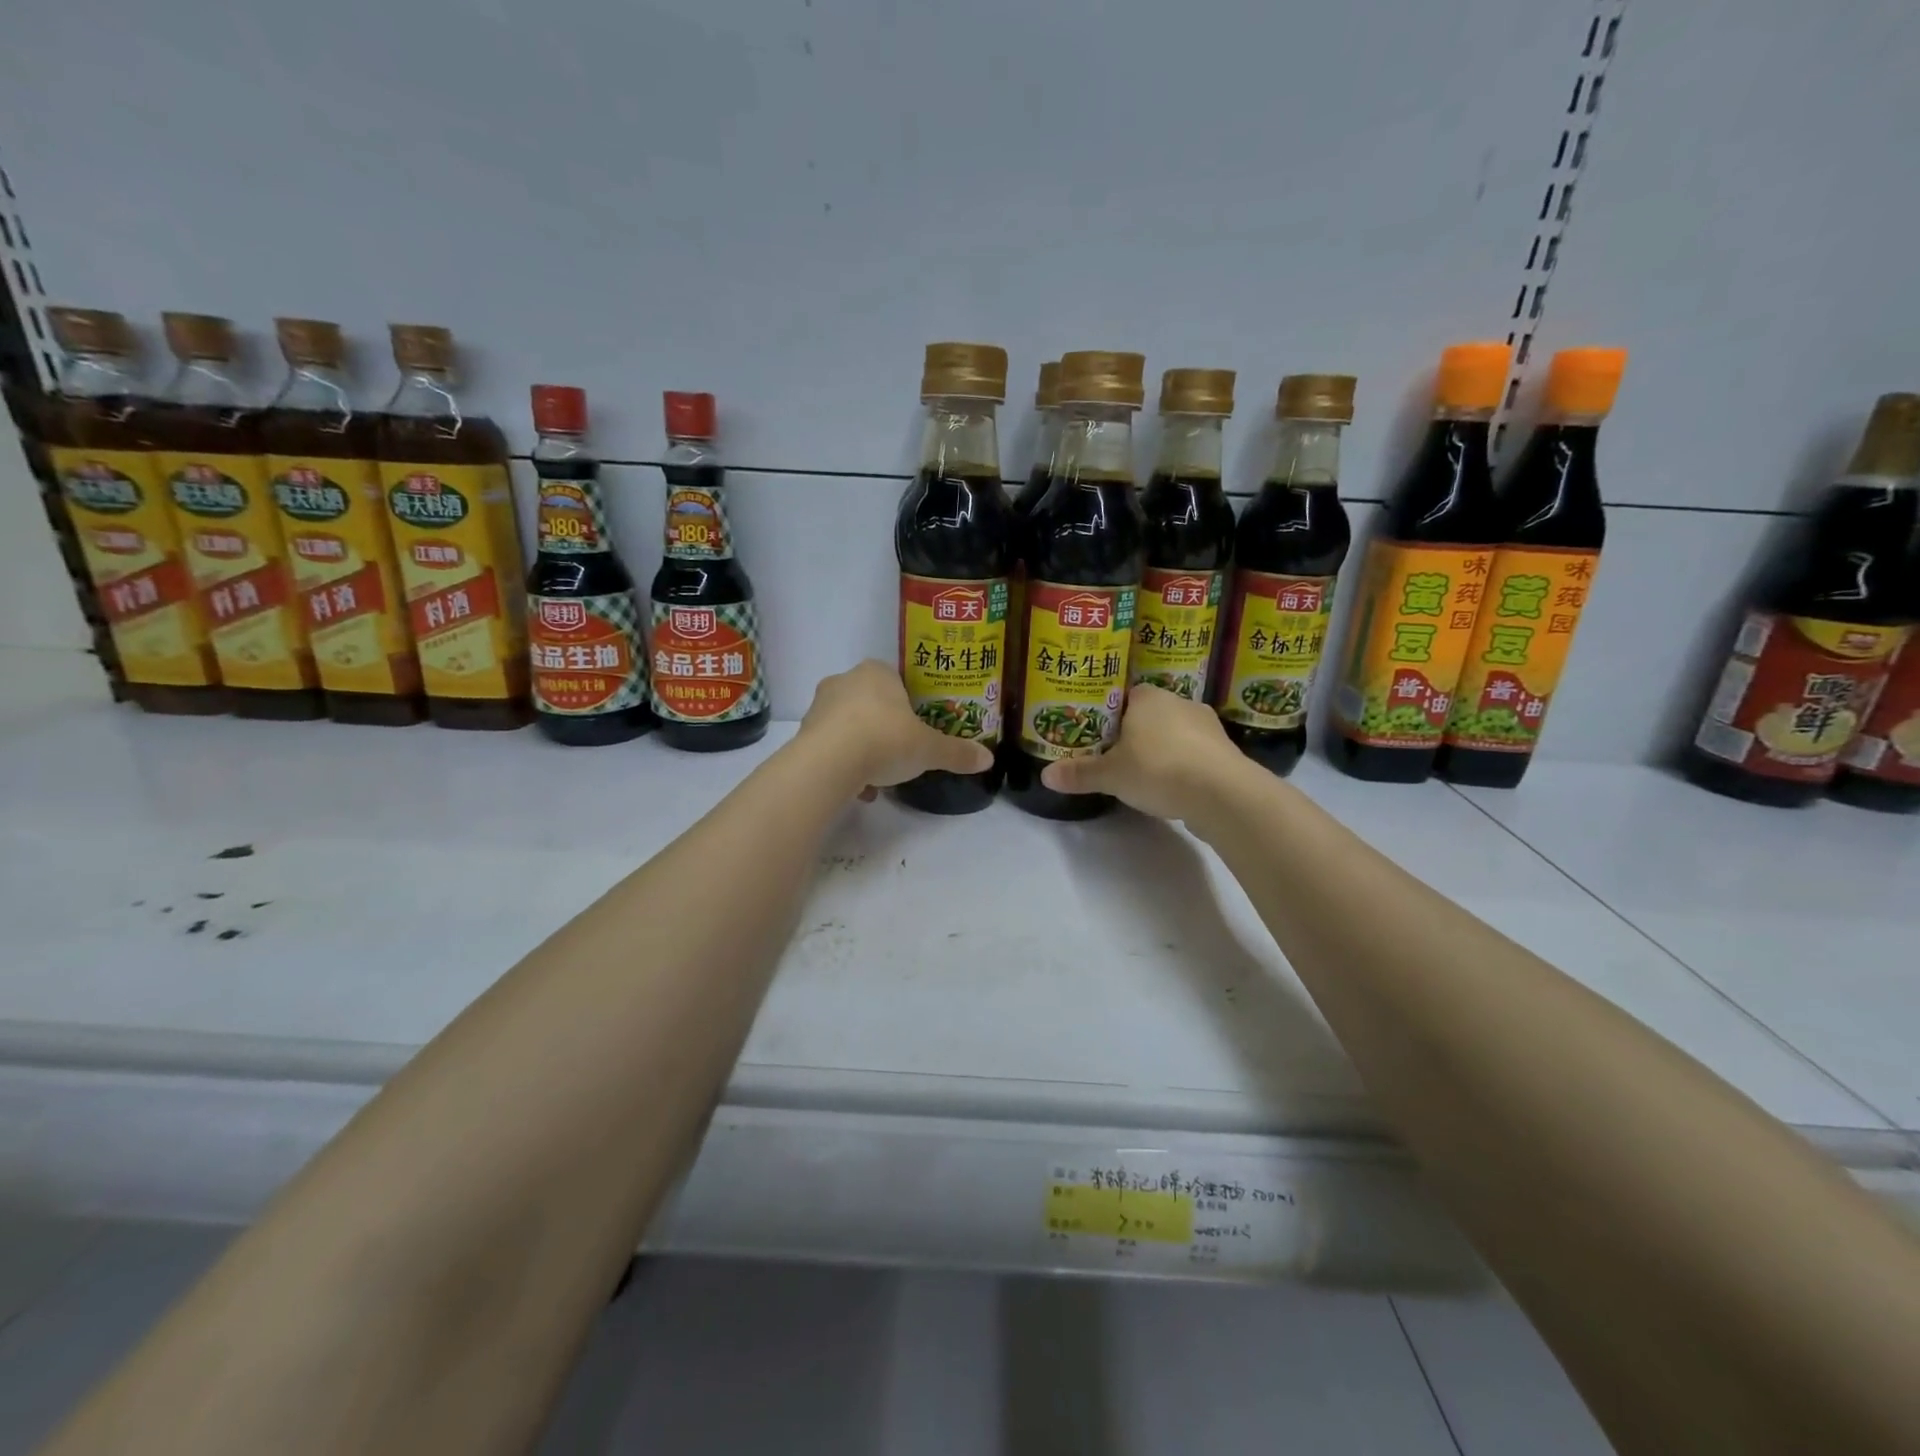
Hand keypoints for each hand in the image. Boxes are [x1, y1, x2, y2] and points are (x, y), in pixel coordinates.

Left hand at [797, 660, 994, 797]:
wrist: (830, 763)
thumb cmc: (885, 739)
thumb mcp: (929, 749)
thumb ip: (957, 752)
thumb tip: (988, 759)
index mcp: (877, 672)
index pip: (896, 681)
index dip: (908, 704)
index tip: (917, 728)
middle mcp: (844, 681)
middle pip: (871, 703)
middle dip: (885, 727)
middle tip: (901, 752)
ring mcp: (820, 706)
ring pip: (848, 726)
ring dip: (863, 748)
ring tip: (880, 777)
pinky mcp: (804, 734)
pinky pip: (831, 747)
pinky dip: (845, 765)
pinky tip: (859, 788)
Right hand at [1039, 684, 1242, 820]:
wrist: (1222, 793)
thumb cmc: (1158, 769)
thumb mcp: (1110, 775)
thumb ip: (1079, 773)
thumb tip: (1045, 776)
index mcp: (1149, 697)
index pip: (1125, 696)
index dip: (1110, 714)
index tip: (1099, 734)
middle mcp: (1180, 702)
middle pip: (1150, 714)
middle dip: (1135, 733)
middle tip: (1116, 756)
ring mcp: (1207, 726)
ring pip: (1175, 733)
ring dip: (1162, 749)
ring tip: (1144, 774)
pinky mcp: (1224, 751)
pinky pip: (1195, 753)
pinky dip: (1183, 765)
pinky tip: (1173, 785)